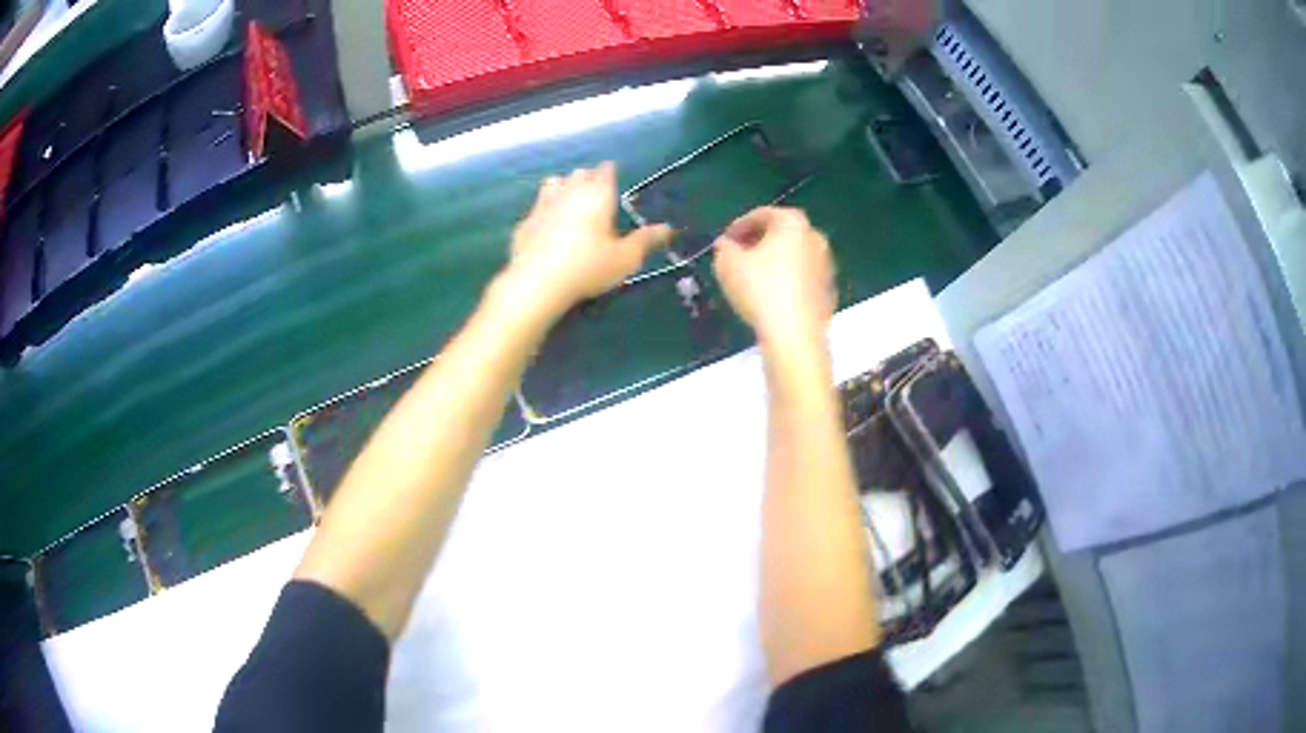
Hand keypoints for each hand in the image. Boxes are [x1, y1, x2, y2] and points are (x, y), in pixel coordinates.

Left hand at [503, 162, 669, 317]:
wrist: (538, 282)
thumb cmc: (588, 267)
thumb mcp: (625, 258)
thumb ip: (645, 240)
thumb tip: (668, 228)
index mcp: (597, 195)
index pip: (606, 171)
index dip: (610, 173)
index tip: (613, 180)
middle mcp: (569, 191)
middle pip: (579, 173)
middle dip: (588, 178)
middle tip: (595, 195)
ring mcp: (543, 204)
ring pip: (553, 183)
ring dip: (563, 187)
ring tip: (569, 202)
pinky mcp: (525, 221)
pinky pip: (536, 207)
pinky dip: (544, 210)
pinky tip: (547, 225)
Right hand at [713, 207, 835, 348]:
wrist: (795, 334)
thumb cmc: (760, 290)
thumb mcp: (728, 264)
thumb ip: (724, 248)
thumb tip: (726, 244)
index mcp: (793, 222)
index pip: (762, 215)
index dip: (739, 226)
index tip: (725, 241)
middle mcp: (815, 237)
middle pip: (782, 233)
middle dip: (759, 242)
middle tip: (738, 256)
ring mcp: (827, 265)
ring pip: (795, 256)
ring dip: (775, 262)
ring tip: (753, 278)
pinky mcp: (829, 290)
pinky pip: (803, 278)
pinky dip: (788, 281)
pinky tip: (772, 297)